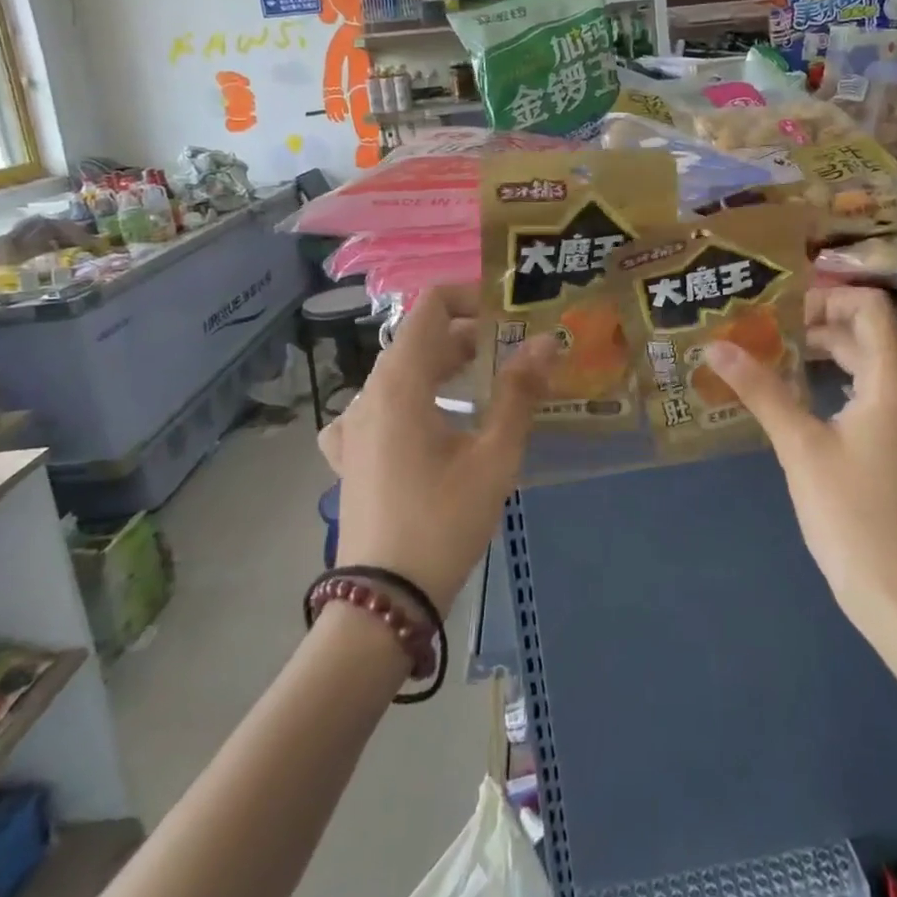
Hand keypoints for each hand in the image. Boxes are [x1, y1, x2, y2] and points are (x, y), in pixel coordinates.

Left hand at [318, 286, 556, 608]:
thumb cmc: (443, 521)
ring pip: (401, 373)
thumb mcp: (493, 456)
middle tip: (514, 351)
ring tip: (485, 385)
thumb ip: (520, 393)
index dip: (471, 296)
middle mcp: (369, 393)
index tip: (510, 314)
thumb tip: (547, 342)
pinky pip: (380, 408)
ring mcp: (353, 425)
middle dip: (468, 336)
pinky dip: (412, 401)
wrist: (383, 600)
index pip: (431, 305)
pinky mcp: (349, 455)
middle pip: (418, 339)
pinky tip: (429, 425)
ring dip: (443, 368)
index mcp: (400, 382)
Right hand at [705, 287, 896, 629]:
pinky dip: (837, 383)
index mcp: (894, 382)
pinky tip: (800, 399)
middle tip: (764, 333)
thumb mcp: (798, 445)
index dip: (827, 297)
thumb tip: (715, 346)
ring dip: (826, 354)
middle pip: (867, 334)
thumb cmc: (849, 511)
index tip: (781, 312)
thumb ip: (760, 389)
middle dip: (817, 325)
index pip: (870, 307)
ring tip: (774, 359)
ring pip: (868, 365)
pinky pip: (871, 394)